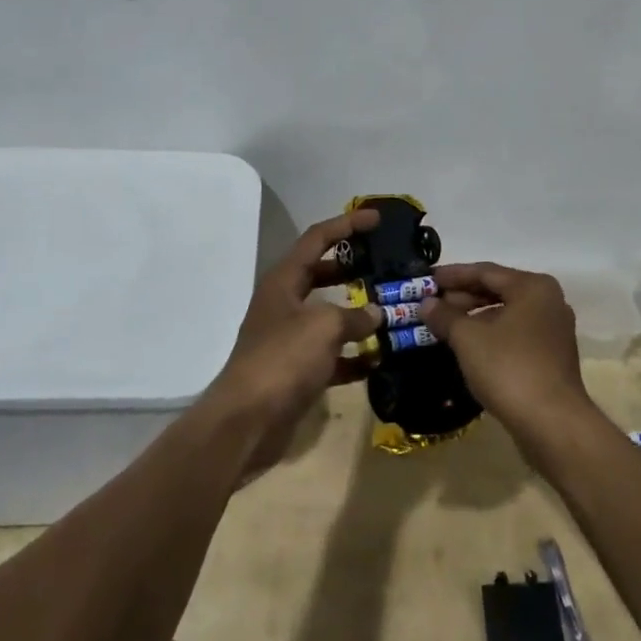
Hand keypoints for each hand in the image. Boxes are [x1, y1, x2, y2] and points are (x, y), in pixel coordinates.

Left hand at [206, 211, 383, 462]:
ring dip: (359, 314)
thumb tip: (376, 314)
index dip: (347, 224)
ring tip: (393, 310)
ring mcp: (289, 338)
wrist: (247, 422)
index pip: (318, 238)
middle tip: (387, 264)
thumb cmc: (283, 359)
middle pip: (322, 274)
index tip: (377, 219)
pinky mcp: (296, 371)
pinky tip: (381, 359)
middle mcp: (285, 303)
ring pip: (330, 315)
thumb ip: (355, 316)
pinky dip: (354, 355)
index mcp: (284, 280)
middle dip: (354, 267)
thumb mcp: (324, 327)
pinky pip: (332, 354)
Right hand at [418, 263, 593, 441]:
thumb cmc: (509, 368)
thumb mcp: (468, 338)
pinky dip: (490, 335)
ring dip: (474, 318)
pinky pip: (514, 335)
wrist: (553, 425)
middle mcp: (548, 302)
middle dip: (463, 297)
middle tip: (432, 304)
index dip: (453, 275)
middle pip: (498, 291)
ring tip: (444, 326)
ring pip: (506, 314)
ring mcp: (553, 331)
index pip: (485, 272)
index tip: (427, 280)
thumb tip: (427, 304)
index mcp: (532, 287)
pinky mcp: (552, 358)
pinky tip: (468, 347)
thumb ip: (445, 316)